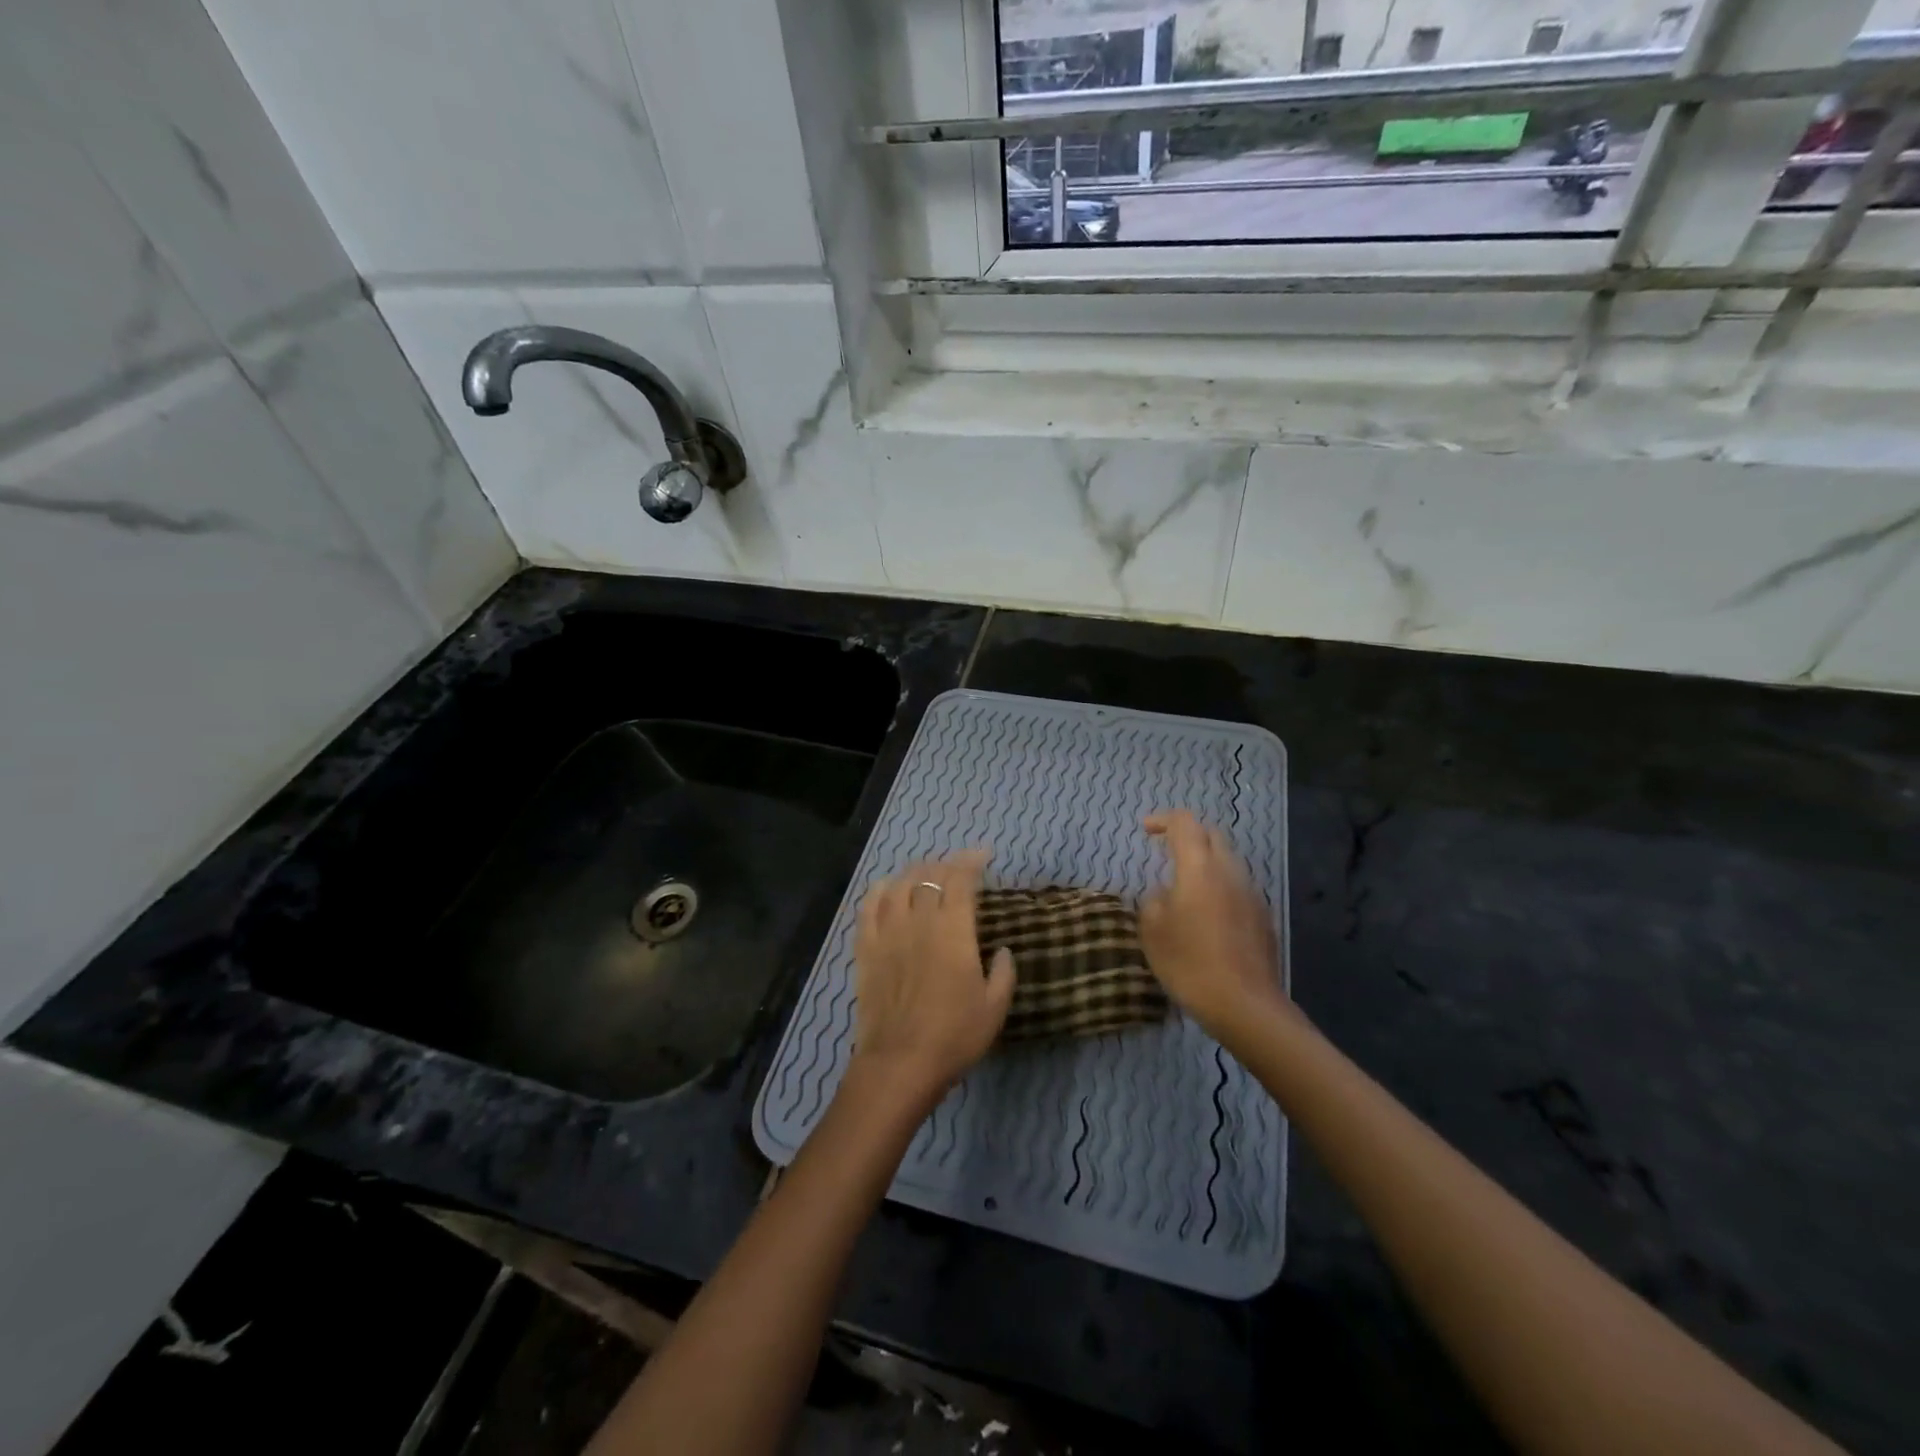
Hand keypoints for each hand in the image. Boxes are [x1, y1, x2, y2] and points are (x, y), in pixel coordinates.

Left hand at [846, 849, 1015, 1113]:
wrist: (900, 1063)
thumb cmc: (954, 1036)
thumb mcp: (995, 1007)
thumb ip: (1003, 972)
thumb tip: (1002, 949)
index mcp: (953, 930)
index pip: (961, 879)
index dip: (972, 861)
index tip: (983, 856)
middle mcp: (918, 920)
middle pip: (929, 876)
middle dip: (946, 864)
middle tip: (958, 868)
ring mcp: (887, 932)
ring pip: (899, 885)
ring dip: (915, 872)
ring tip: (926, 874)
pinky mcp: (865, 948)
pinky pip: (868, 906)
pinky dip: (880, 890)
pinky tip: (887, 889)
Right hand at [1140, 810, 1290, 1042]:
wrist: (1245, 1005)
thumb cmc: (1190, 963)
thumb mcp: (1152, 931)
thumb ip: (1154, 900)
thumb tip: (1165, 893)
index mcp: (1200, 868)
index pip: (1184, 823)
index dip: (1163, 820)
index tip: (1146, 830)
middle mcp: (1230, 871)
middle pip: (1212, 835)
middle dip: (1188, 835)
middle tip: (1166, 850)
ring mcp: (1252, 893)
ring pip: (1228, 860)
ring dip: (1206, 862)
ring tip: (1185, 884)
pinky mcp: (1263, 917)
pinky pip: (1238, 886)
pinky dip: (1220, 885)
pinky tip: (1207, 913)